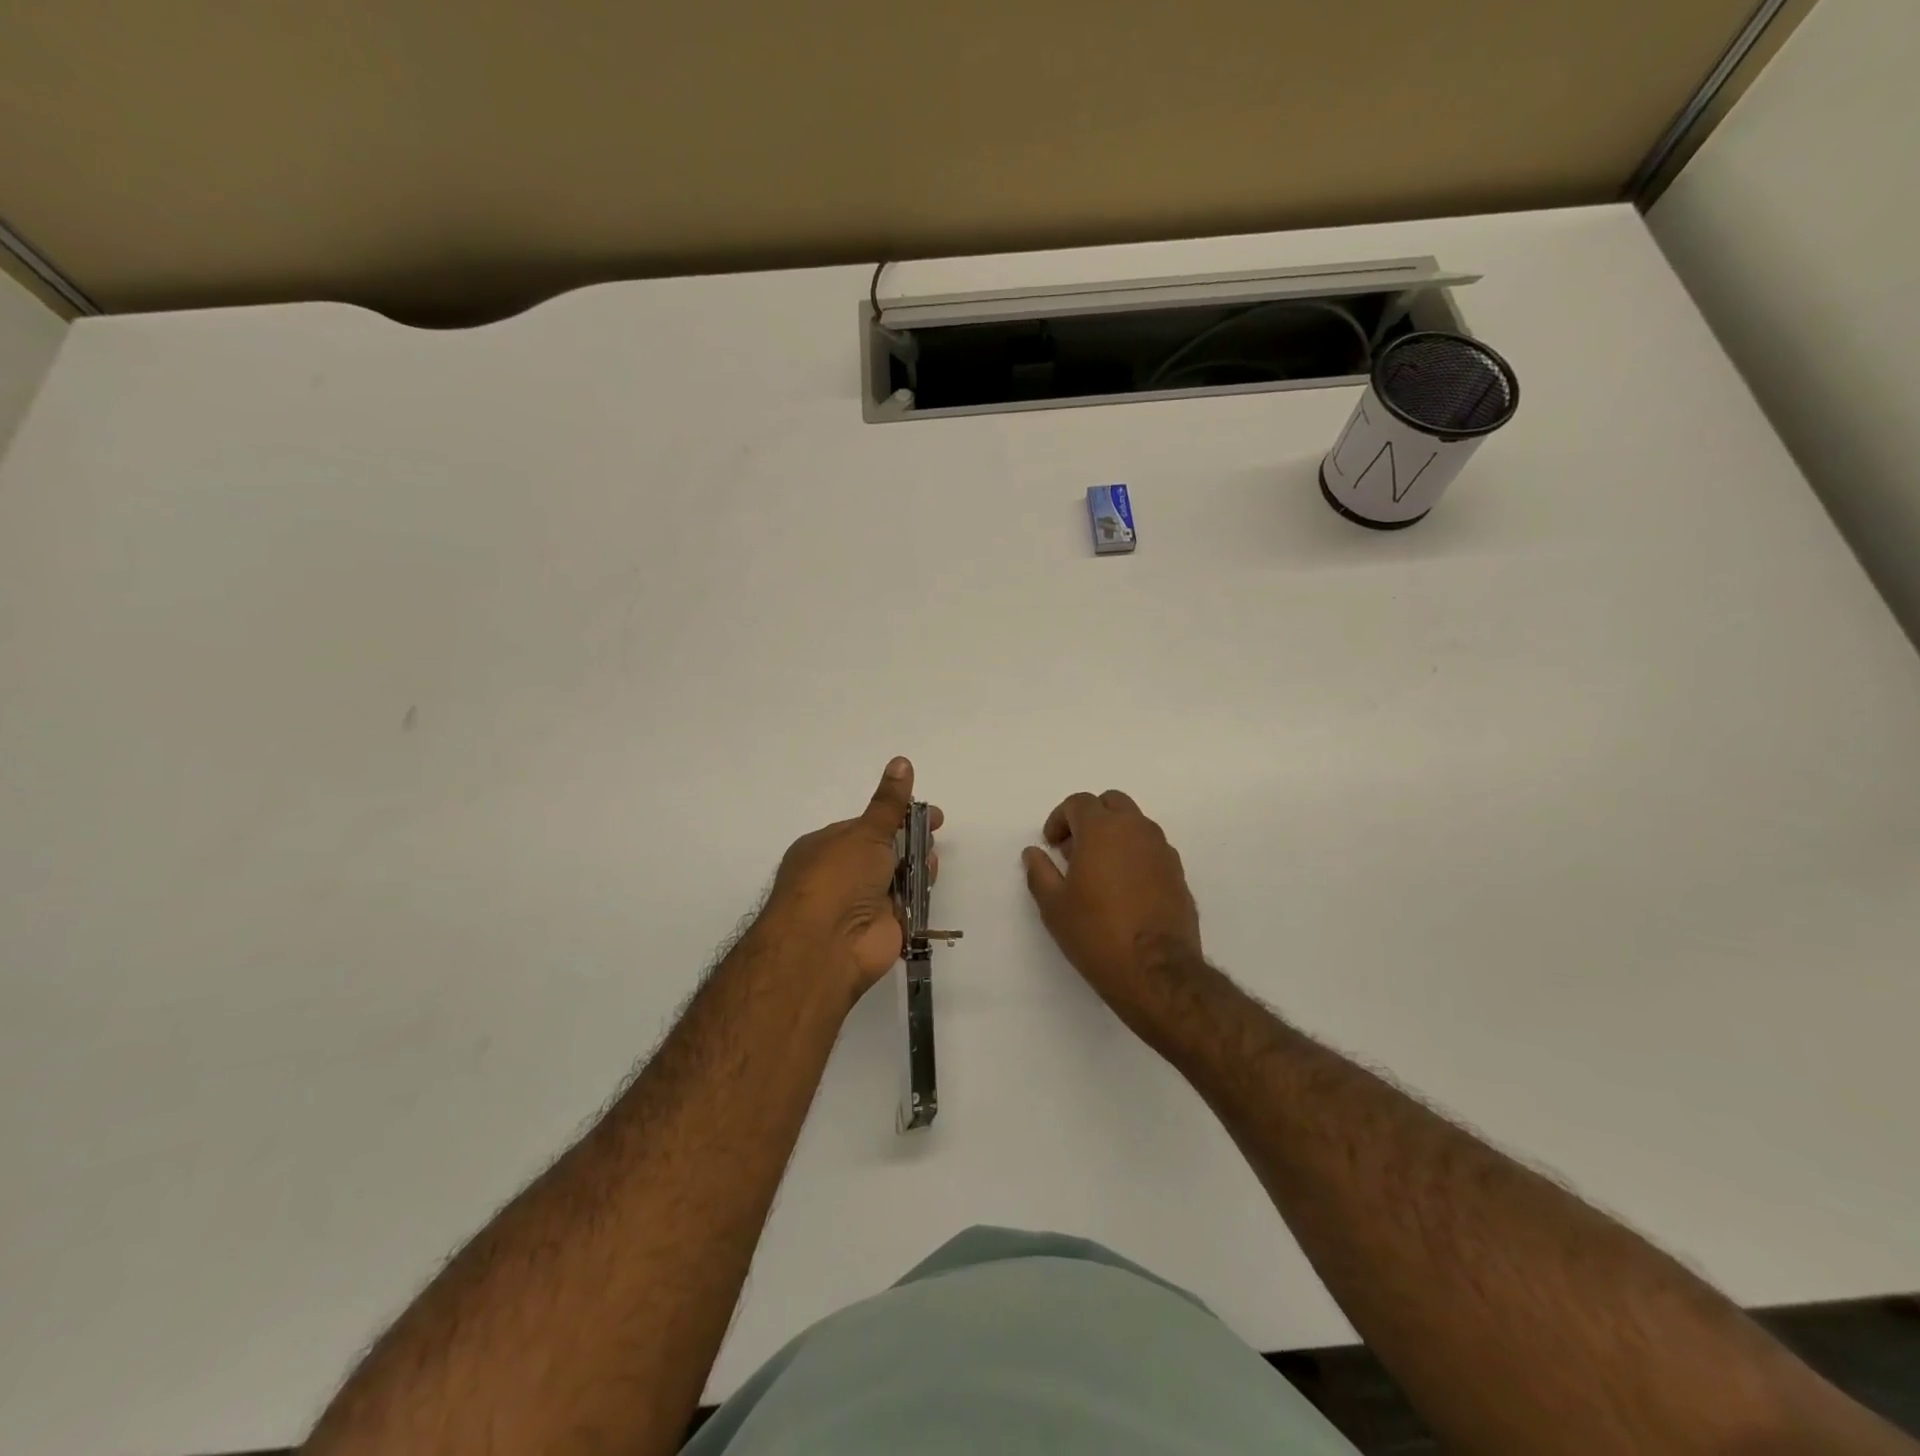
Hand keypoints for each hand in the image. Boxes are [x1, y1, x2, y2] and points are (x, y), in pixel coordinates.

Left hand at [761, 757, 940, 1004]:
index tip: (927, 812)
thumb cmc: (838, 877)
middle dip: (910, 840)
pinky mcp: (882, 927)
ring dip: (916, 865)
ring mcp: (861, 903)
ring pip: (897, 877)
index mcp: (826, 846)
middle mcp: (841, 874)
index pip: (866, 825)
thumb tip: (902, 761)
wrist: (827, 945)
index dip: (897, 816)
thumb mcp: (866, 832)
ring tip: (930, 860)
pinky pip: (906, 905)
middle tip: (934, 831)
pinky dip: (919, 894)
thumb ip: (889, 803)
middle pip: (884, 851)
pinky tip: (928, 883)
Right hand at [1022, 791, 1203, 1029]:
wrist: (1157, 972)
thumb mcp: (1054, 906)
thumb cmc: (1097, 933)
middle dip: (1090, 818)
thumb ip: (1040, 872)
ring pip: (1136, 824)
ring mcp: (1162, 850)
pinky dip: (1135, 855)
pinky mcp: (1178, 873)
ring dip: (1115, 835)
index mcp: (1103, 829)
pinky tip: (1125, 889)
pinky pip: (1152, 849)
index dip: (1060, 819)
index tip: (1052, 845)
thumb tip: (1034, 853)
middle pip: (1112, 803)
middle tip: (1075, 850)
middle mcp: (1137, 830)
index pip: (1079, 802)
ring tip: (1099, 871)